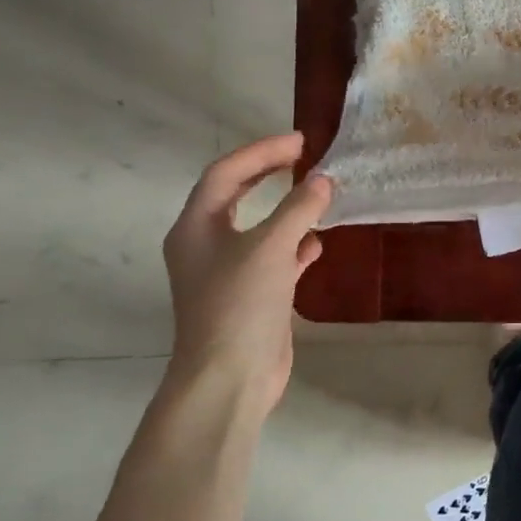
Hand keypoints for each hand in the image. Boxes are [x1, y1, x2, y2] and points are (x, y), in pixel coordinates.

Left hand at [161, 133, 332, 421]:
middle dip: (268, 173)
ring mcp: (227, 272)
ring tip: (318, 194)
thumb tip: (324, 180)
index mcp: (196, 228)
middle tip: (304, 156)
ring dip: (286, 209)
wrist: (228, 378)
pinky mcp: (250, 296)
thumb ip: (298, 209)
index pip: (226, 174)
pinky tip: (317, 244)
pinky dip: (295, 245)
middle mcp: (206, 245)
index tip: (301, 142)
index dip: (262, 152)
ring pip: (258, 227)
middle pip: (236, 195)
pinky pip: (274, 258)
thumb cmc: (239, 305)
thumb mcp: (270, 248)